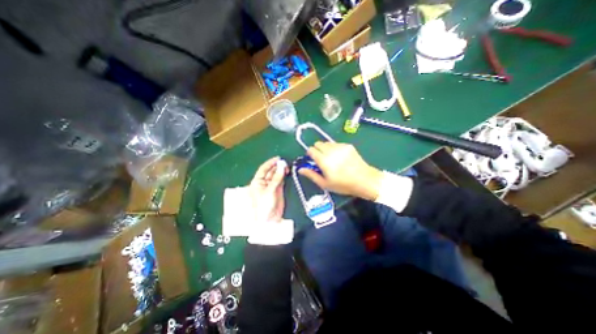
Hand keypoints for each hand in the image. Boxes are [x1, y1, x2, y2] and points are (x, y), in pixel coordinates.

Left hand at [249, 156, 286, 224]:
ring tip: (287, 166)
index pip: (263, 169)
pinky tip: (287, 172)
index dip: (270, 163)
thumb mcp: (270, 190)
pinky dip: (284, 176)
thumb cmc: (264, 205)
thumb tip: (282, 166)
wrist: (269, 220)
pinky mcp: (278, 190)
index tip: (278, 158)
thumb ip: (277, 178)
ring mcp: (271, 186)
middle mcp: (264, 182)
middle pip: (270, 171)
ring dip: (281, 170)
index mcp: (257, 182)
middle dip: (277, 166)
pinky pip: (281, 180)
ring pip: (276, 175)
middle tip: (285, 162)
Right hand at [298, 140, 380, 201]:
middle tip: (322, 160)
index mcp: (324, 160)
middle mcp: (331, 151)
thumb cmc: (343, 184)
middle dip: (317, 150)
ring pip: (327, 142)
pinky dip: (334, 148)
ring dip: (326, 148)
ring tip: (332, 159)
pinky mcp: (348, 146)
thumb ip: (311, 175)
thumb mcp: (325, 183)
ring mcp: (340, 147)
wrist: (364, 180)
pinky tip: (340, 157)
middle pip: (318, 143)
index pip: (311, 149)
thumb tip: (300, 169)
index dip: (310, 154)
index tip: (313, 160)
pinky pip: (336, 144)